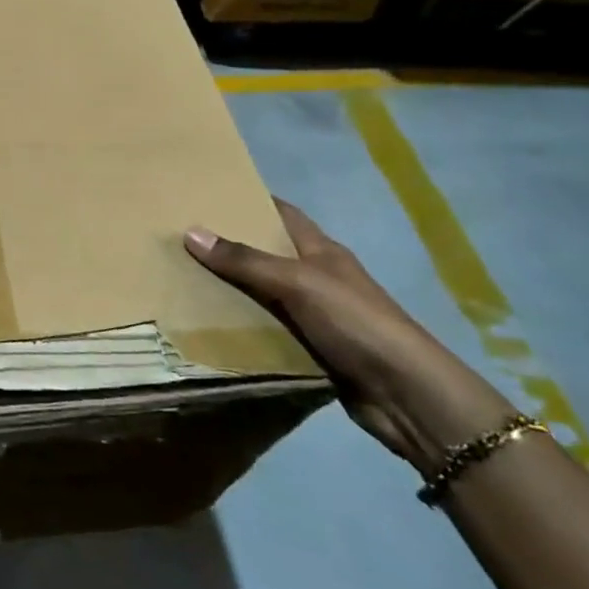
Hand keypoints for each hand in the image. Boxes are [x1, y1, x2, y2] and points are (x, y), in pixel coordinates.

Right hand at [184, 200, 513, 473]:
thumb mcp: (297, 283)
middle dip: (230, 245)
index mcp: (322, 251)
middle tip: (182, 237)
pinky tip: (209, 325)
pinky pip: (268, 329)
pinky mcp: (312, 349)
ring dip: (231, 289)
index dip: (250, 200)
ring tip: (183, 278)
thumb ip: (245, 261)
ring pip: (264, 293)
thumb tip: (191, 231)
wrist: (405, 394)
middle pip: (268, 253)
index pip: (283, 213)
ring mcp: (317, 315)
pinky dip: (242, 326)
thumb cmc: (355, 322)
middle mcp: (318, 277)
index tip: (208, 194)